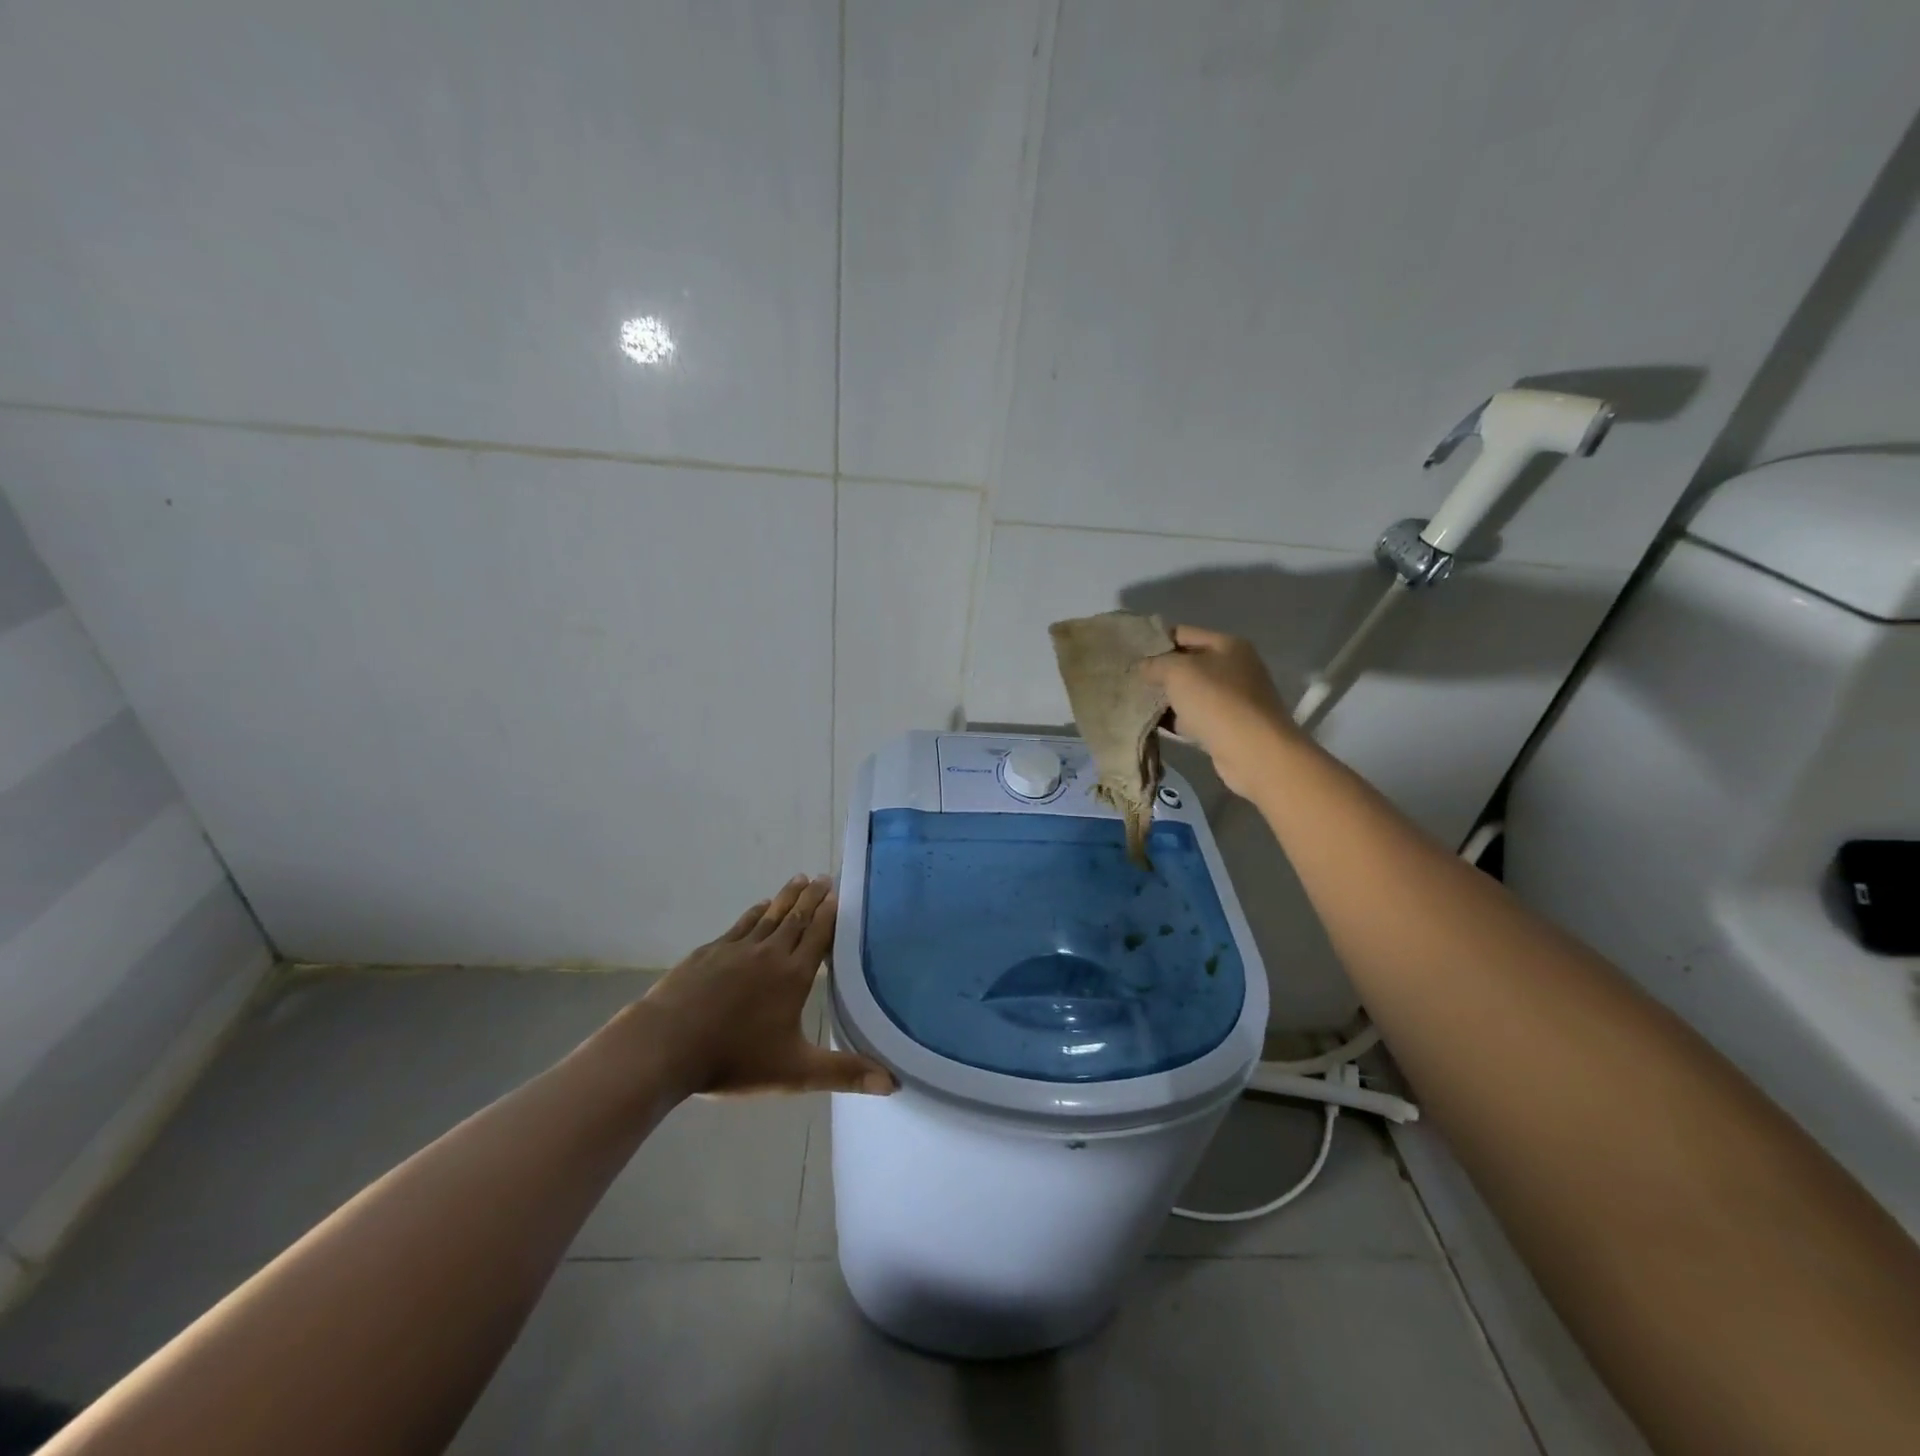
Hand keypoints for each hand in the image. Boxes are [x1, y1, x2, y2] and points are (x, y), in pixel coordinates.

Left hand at [631, 876, 895, 1098]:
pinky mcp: (709, 952)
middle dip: (811, 897)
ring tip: (799, 879)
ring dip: (786, 897)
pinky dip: (754, 912)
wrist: (666, 1045)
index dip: (830, 914)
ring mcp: (736, 948)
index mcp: (793, 975)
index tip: (839, 893)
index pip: (818, 935)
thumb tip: (892, 1083)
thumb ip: (843, 1073)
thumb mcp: (795, 1072)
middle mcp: (769, 953)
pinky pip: (740, 925)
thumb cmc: (734, 1059)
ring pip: (768, 915)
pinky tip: (758, 907)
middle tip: (823, 877)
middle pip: (795, 917)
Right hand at [1137, 625, 1301, 798]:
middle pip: (1187, 663)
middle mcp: (1234, 667)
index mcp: (1227, 645)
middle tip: (1129, 679)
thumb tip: (1143, 667)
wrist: (1253, 752)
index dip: (1155, 640)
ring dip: (1166, 698)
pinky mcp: (1228, 726)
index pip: (1183, 633)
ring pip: (1190, 692)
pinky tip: (1153, 725)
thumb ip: (1156, 664)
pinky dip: (1177, 720)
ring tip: (1135, 702)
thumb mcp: (1178, 672)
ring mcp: (1233, 698)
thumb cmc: (1216, 701)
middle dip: (1159, 671)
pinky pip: (1195, 717)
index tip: (1130, 653)